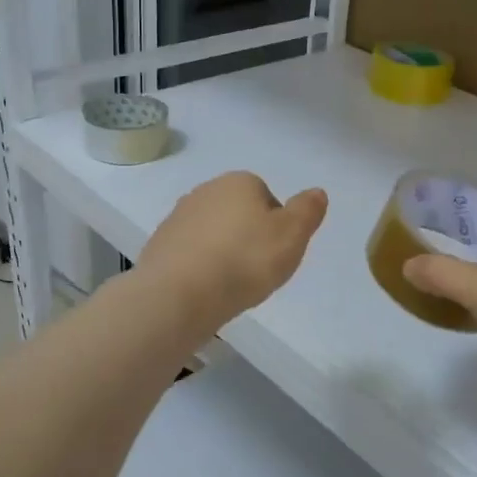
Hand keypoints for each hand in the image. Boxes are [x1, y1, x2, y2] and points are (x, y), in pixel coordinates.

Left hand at [140, 172, 328, 330]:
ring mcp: (178, 217)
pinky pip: (190, 253)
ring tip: (230, 283)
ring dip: (223, 252)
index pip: (267, 198)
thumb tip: (316, 192)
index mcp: (239, 182)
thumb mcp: (292, 235)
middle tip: (256, 270)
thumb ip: (307, 211)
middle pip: (238, 214)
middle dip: (248, 237)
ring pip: (213, 233)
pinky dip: (200, 266)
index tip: (277, 253)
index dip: (277, 227)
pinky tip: (205, 288)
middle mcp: (205, 191)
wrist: (179, 294)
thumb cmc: (244, 260)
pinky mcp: (159, 245)